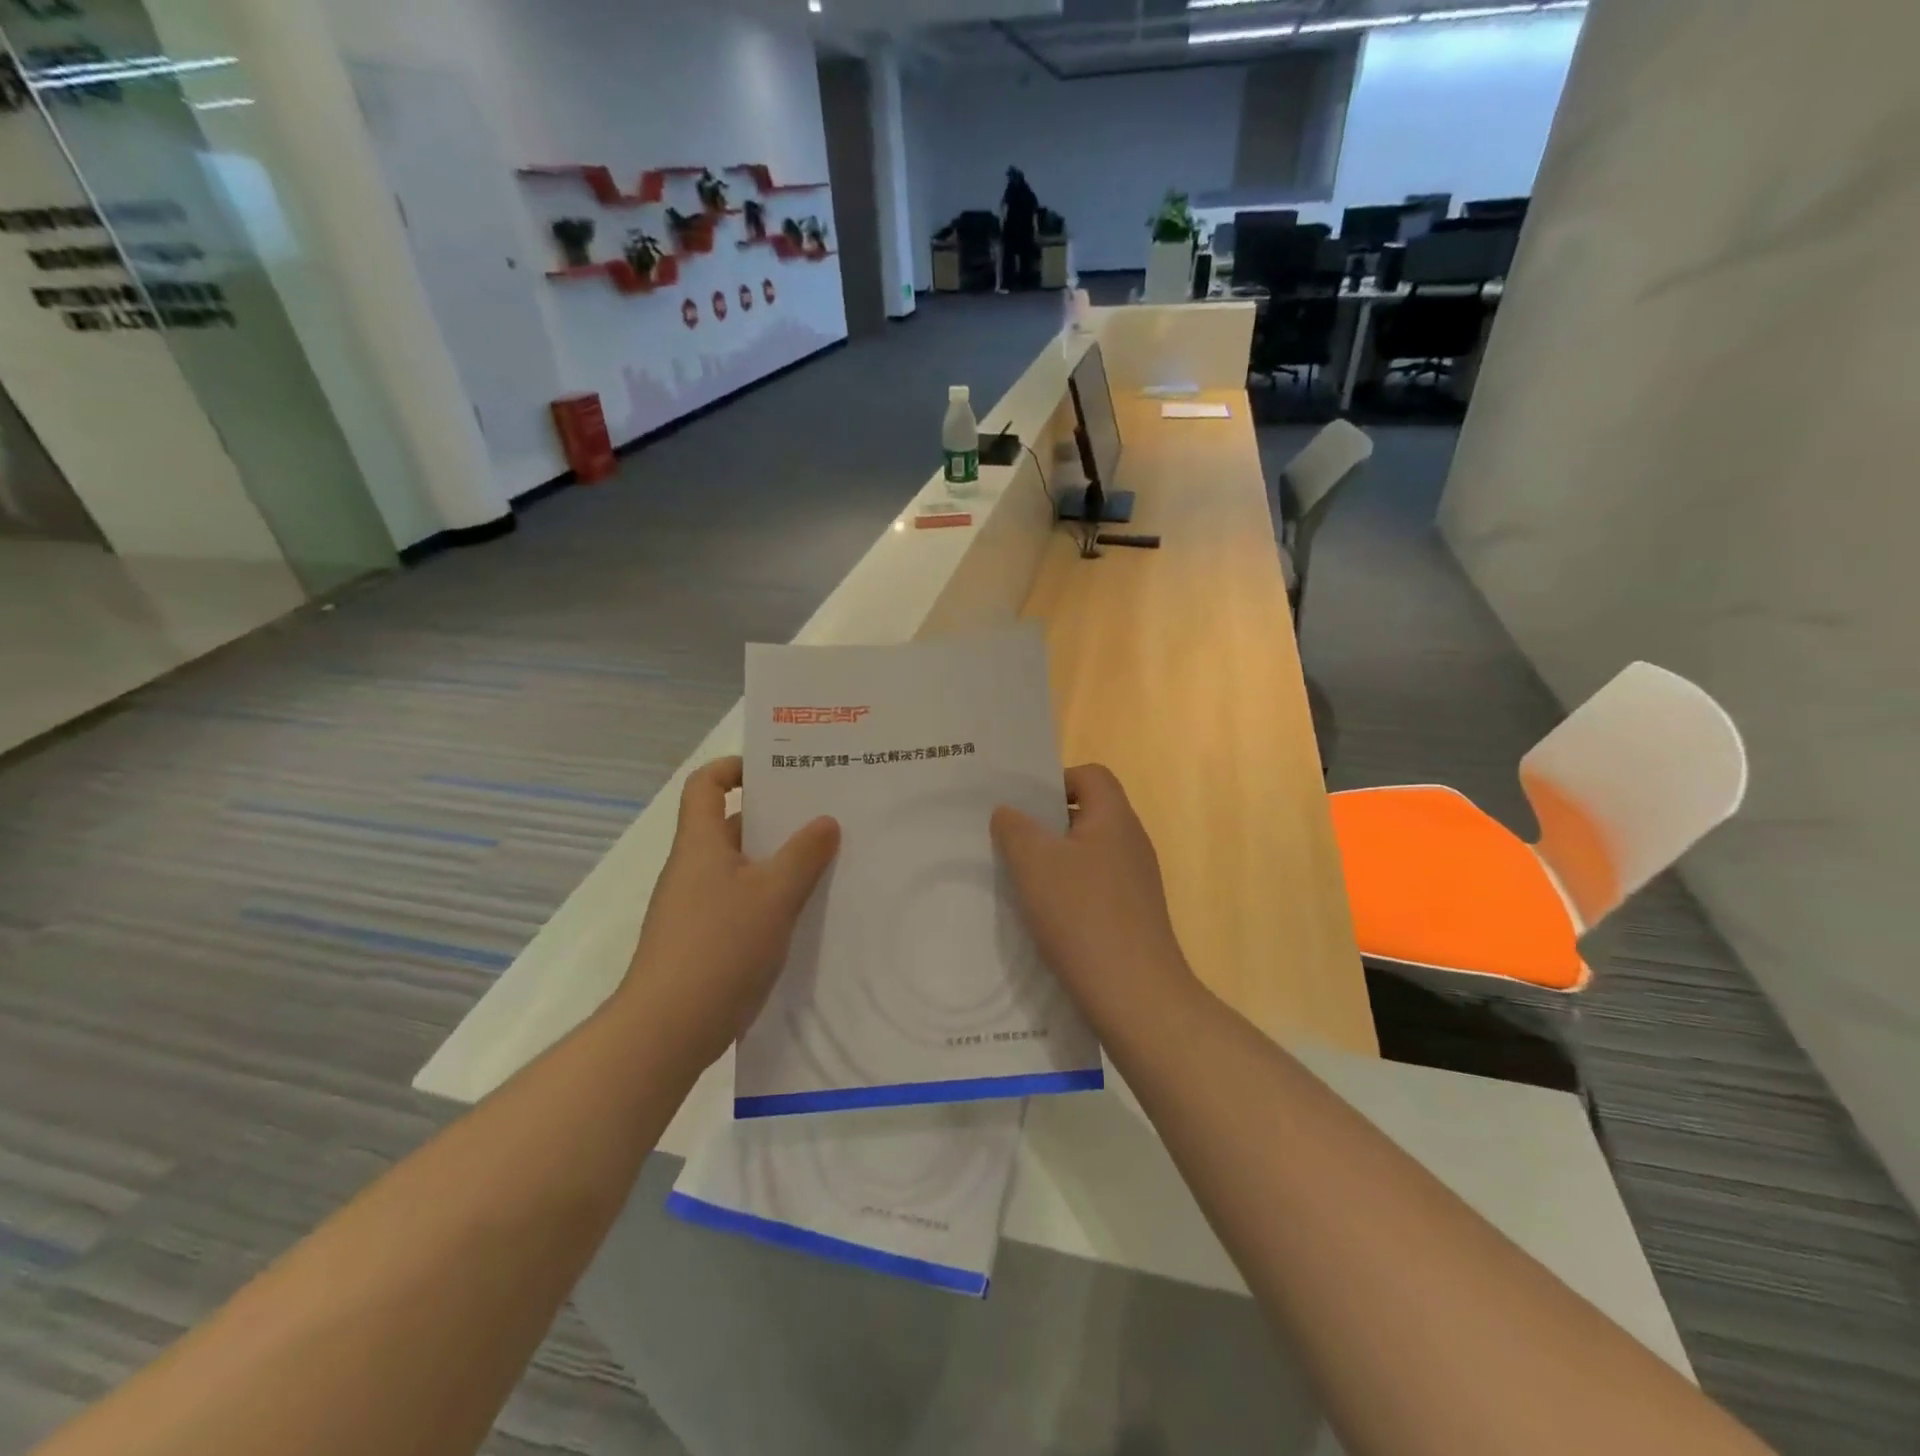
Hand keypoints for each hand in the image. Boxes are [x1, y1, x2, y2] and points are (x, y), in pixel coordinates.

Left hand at [617, 757, 839, 1068]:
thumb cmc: (719, 947)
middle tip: (822, 816)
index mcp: (700, 844)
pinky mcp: (703, 941)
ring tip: (825, 862)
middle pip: (729, 826)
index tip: (775, 772)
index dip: (733, 768)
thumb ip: (803, 854)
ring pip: (740, 868)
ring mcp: (695, 908)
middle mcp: (693, 869)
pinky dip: (769, 898)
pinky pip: (740, 903)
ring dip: (777, 862)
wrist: (667, 1030)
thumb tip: (825, 821)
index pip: (705, 784)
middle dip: (773, 818)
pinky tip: (804, 913)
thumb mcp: (774, 895)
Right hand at [991, 764, 1196, 1039]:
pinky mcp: (1132, 915)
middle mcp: (1131, 842)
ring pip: (1086, 854)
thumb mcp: (1034, 864)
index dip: (1055, 782)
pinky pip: (1094, 888)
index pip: (1090, 775)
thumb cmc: (1082, 916)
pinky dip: (1068, 893)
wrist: (1134, 994)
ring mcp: (1136, 881)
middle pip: (1087, 814)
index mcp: (1115, 818)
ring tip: (1018, 882)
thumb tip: (1008, 812)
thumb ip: (1015, 828)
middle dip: (1046, 825)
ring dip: (1053, 863)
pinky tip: (1043, 918)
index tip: (1022, 808)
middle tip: (1008, 843)